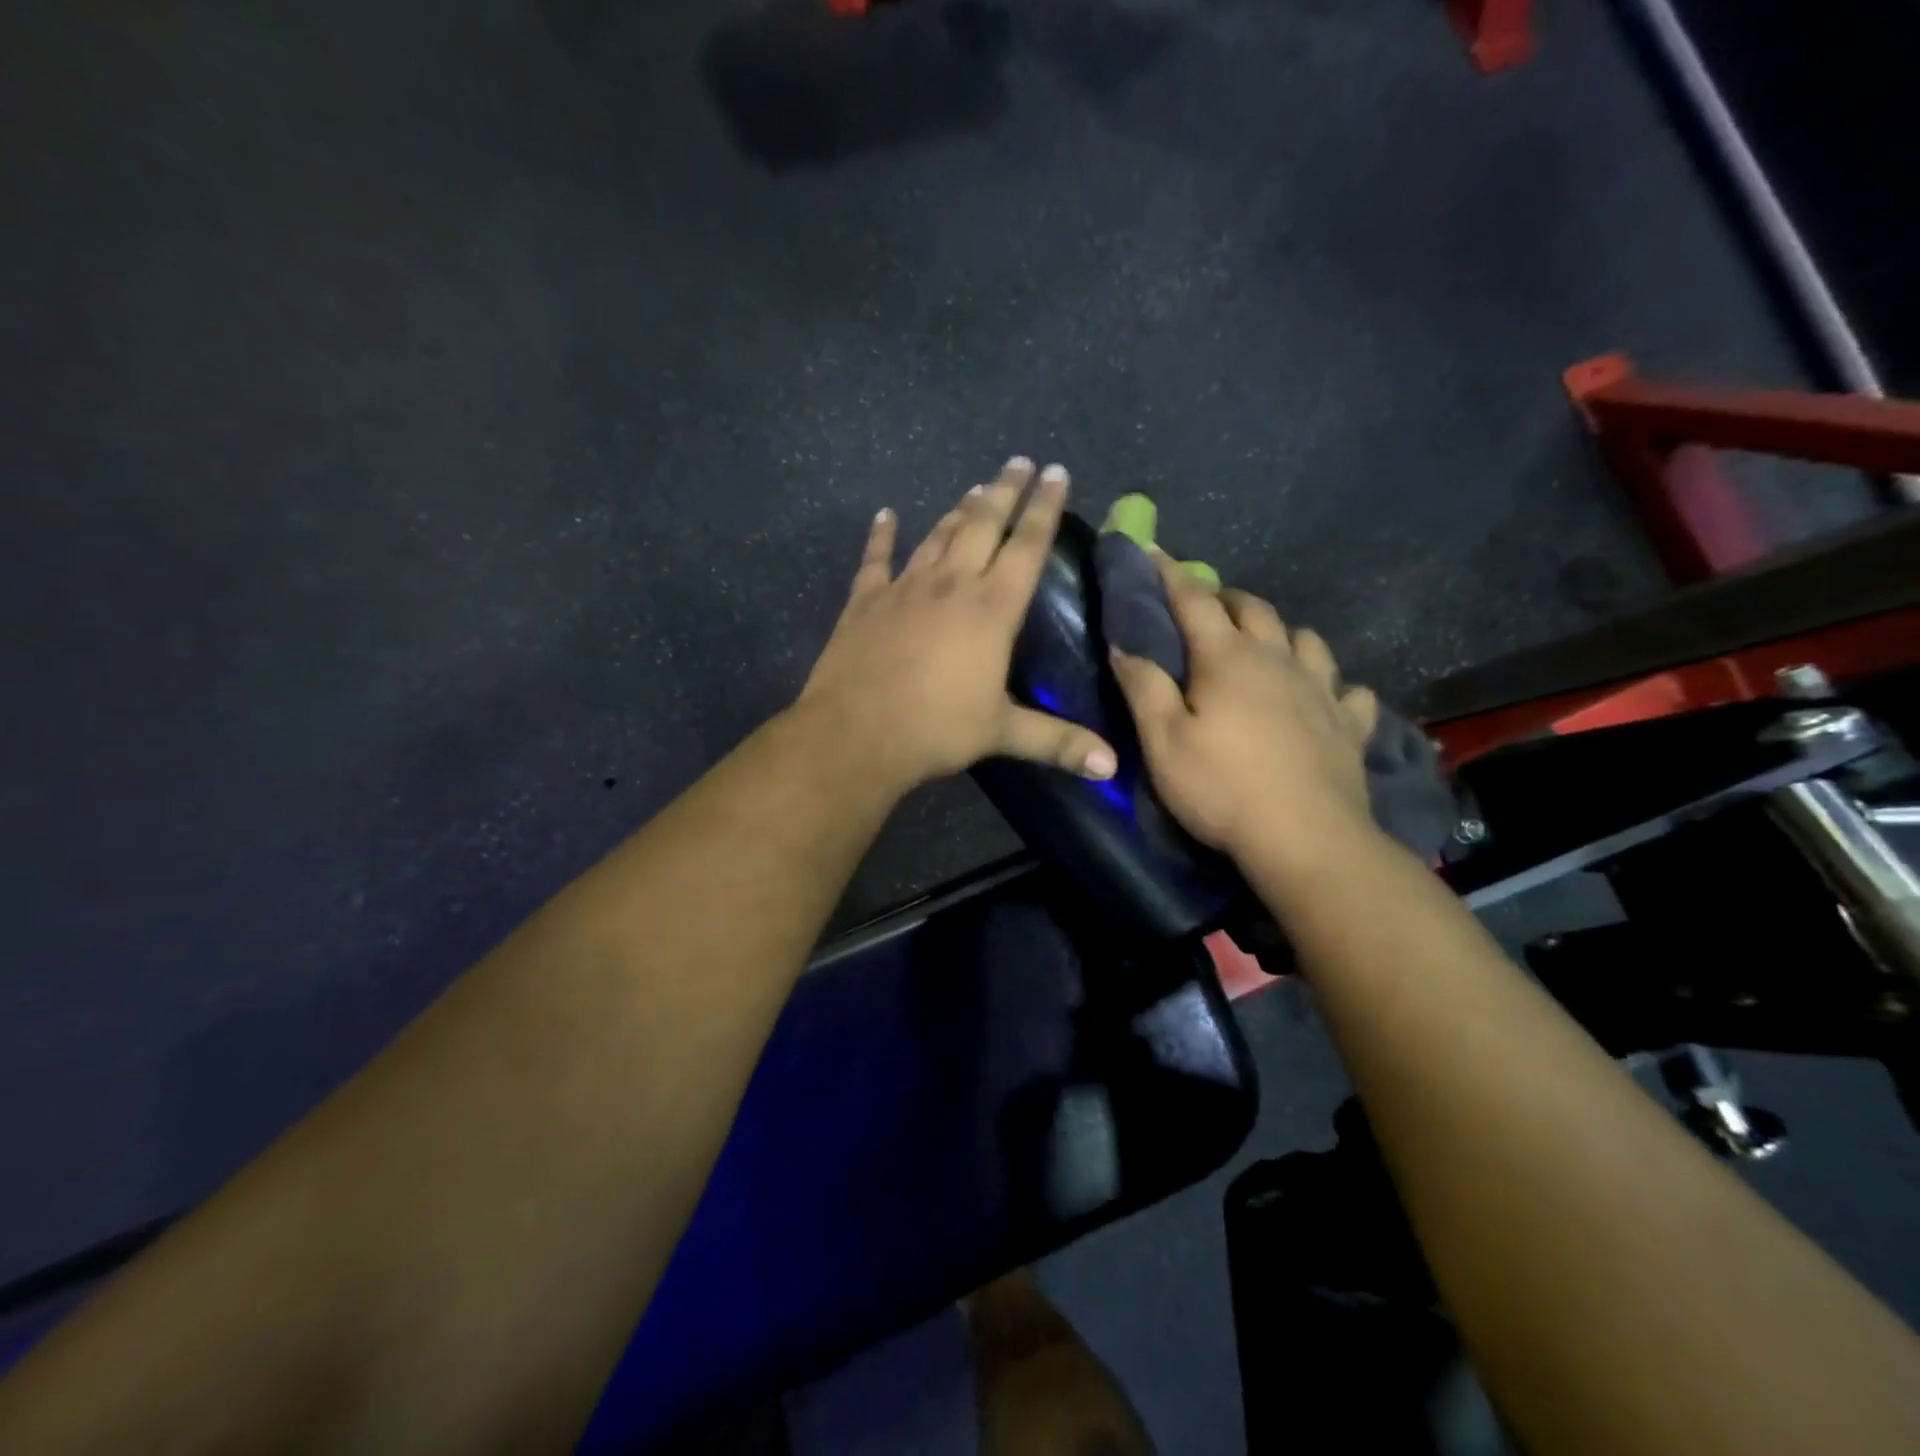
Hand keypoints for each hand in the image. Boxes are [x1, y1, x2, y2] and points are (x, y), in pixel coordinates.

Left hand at [799, 458, 1118, 795]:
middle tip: (1019, 461)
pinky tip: (885, 516)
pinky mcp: (865, 601)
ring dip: (959, 509)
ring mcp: (904, 588)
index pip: (1026, 546)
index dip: (1044, 508)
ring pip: (938, 536)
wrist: (856, 734)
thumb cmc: (936, 729)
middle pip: (983, 524)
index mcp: (991, 609)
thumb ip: (1059, 743)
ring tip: (976, 487)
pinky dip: (881, 536)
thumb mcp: (1002, 733)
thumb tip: (1112, 769)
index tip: (1056, 472)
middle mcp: (951, 584)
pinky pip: (875, 560)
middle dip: (1005, 491)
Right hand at [1108, 559, 1379, 870]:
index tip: (1152, 552)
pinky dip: (1334, 685)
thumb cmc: (1222, 788)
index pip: (1194, 601)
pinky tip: (1327, 697)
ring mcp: (1322, 690)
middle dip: (1226, 598)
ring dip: (1282, 632)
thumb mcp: (1163, 742)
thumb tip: (1124, 643)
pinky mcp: (1350, 724)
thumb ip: (1143, 687)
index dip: (1169, 574)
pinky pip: (1350, 690)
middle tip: (1205, 607)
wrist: (1307, 840)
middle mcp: (1278, 661)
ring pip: (1306, 639)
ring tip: (1265, 646)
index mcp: (1228, 659)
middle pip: (1255, 609)